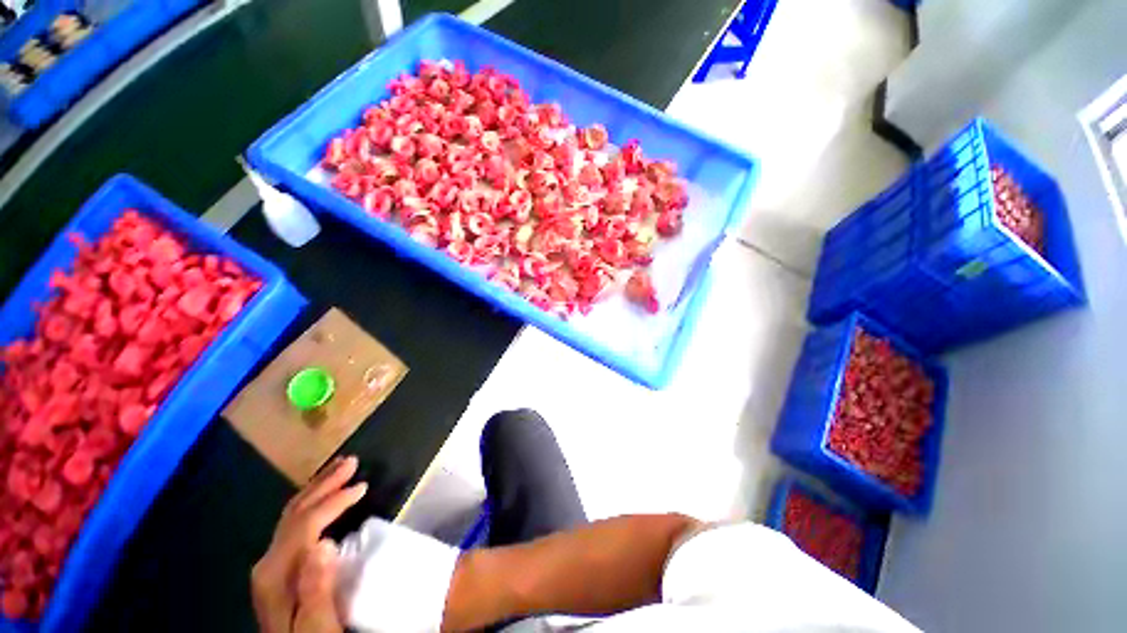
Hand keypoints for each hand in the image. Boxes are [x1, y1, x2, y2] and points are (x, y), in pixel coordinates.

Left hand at [252, 456, 367, 632]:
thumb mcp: (319, 623)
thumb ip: (317, 587)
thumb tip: (324, 543)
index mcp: (277, 573)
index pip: (305, 523)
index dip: (334, 501)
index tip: (363, 486)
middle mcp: (269, 561)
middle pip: (296, 511)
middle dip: (324, 483)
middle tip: (351, 460)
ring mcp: (271, 562)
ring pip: (292, 513)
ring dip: (317, 487)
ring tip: (339, 467)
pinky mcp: (278, 565)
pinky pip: (294, 522)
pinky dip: (311, 501)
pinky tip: (322, 495)